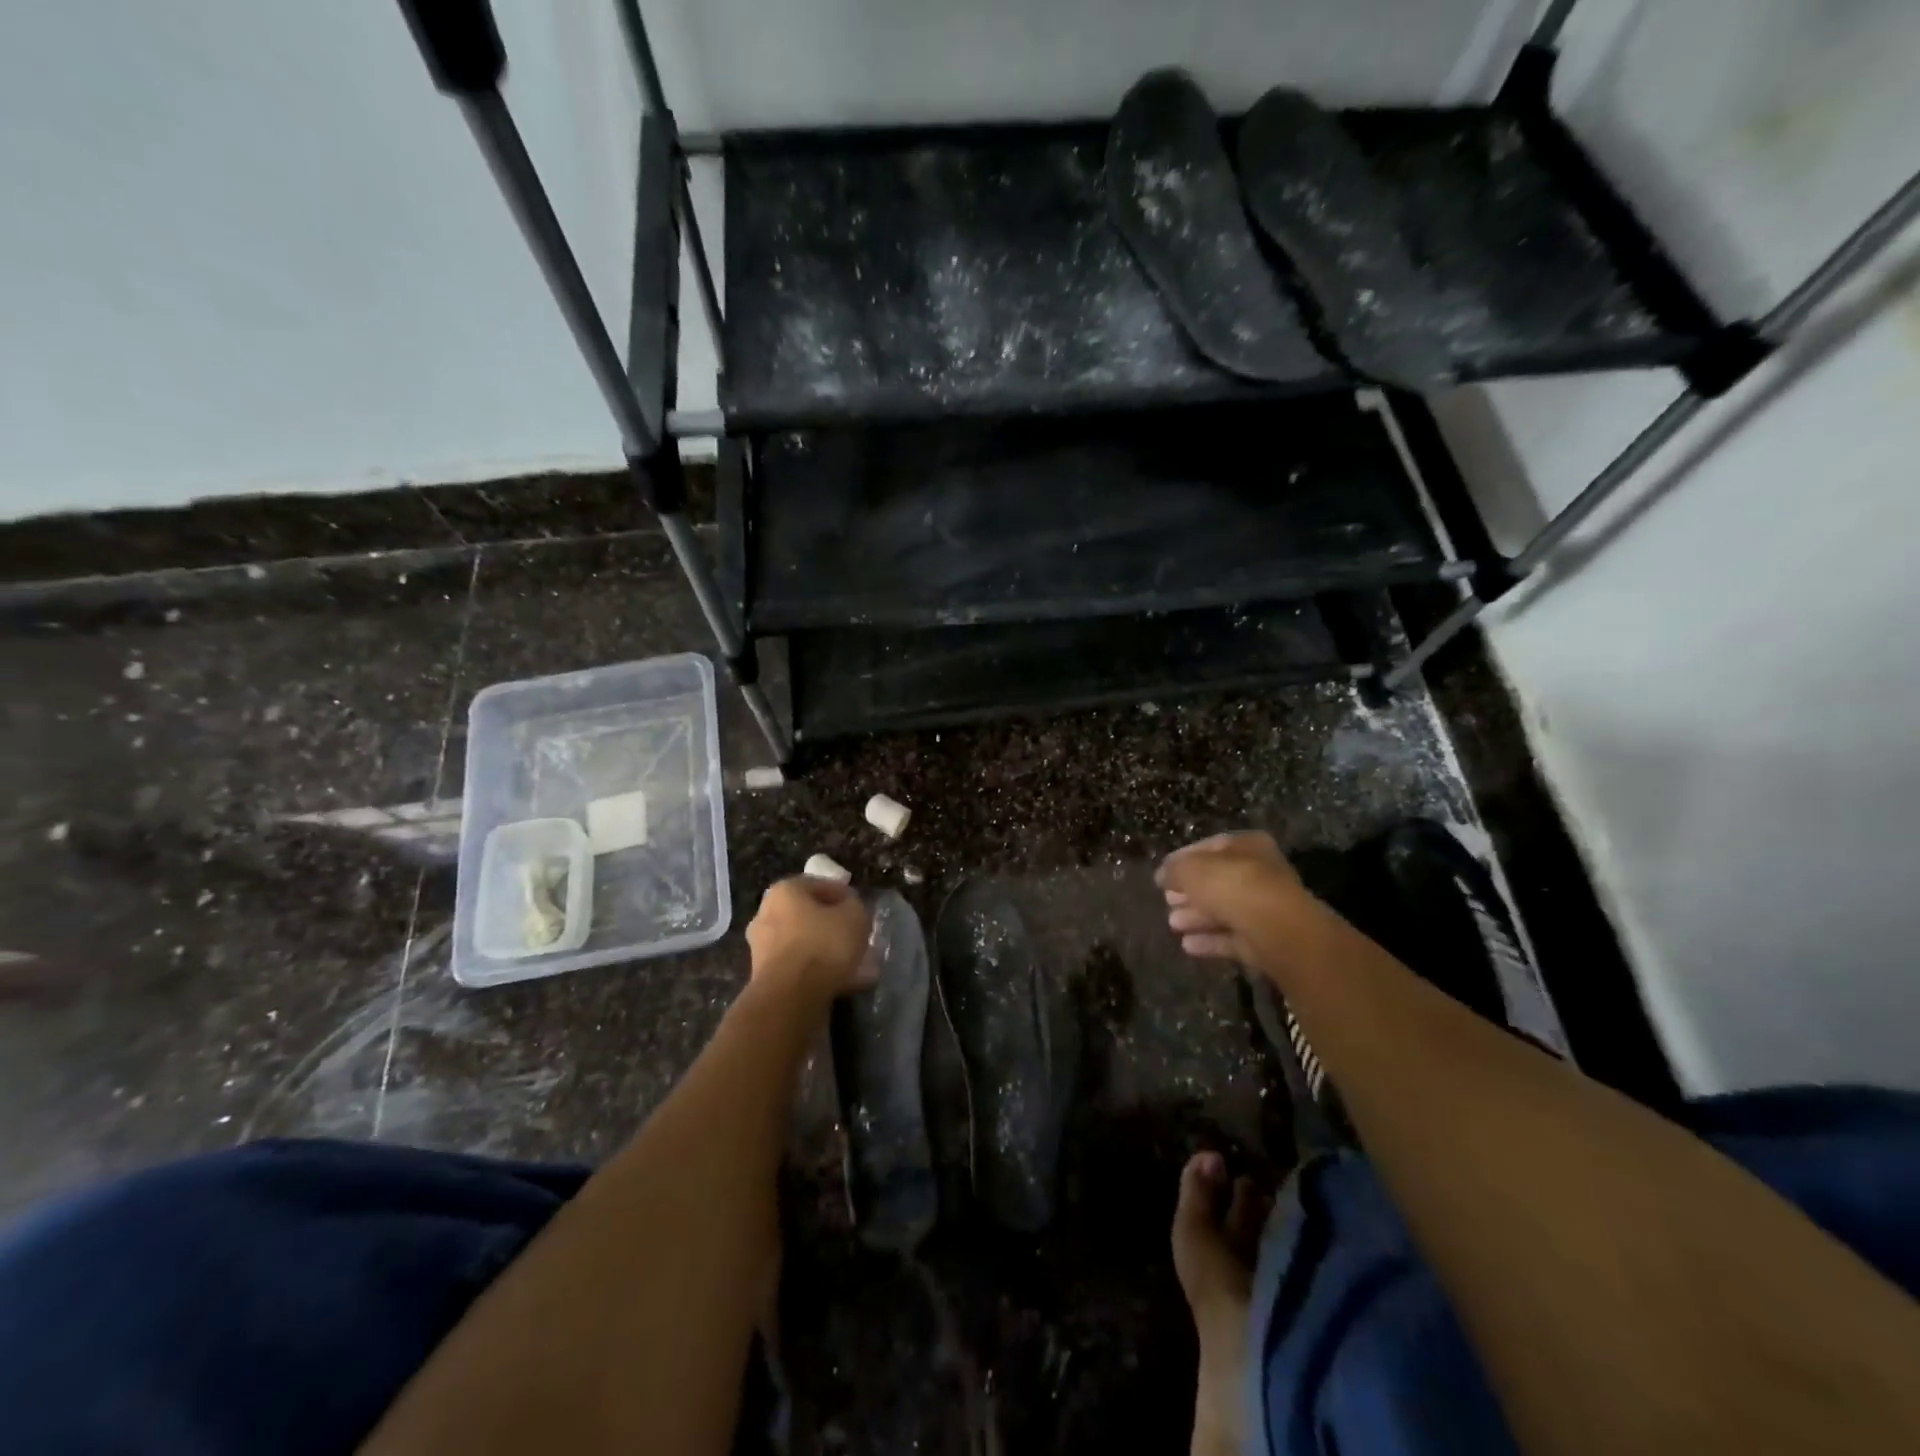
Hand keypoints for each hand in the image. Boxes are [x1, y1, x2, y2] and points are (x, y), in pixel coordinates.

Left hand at [745, 876, 873, 1003]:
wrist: (790, 997)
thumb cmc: (823, 945)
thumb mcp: (854, 916)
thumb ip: (854, 905)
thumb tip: (849, 908)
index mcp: (784, 891)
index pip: (820, 885)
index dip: (844, 895)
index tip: (860, 909)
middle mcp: (766, 914)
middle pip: (808, 914)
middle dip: (832, 925)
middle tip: (856, 935)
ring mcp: (761, 946)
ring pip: (803, 942)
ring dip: (826, 950)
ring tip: (853, 963)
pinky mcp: (764, 975)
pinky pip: (798, 966)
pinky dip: (817, 970)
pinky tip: (841, 981)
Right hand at [1156, 831, 1303, 961]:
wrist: (1275, 929)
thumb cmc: (1232, 885)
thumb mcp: (1191, 868)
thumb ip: (1174, 869)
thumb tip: (1163, 876)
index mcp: (1248, 846)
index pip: (1210, 847)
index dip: (1182, 860)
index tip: (1162, 876)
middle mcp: (1260, 873)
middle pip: (1217, 881)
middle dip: (1189, 893)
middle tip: (1166, 901)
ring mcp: (1265, 908)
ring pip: (1224, 911)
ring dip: (1196, 917)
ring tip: (1172, 925)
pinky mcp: (1265, 940)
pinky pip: (1232, 937)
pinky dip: (1210, 941)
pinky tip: (1188, 945)